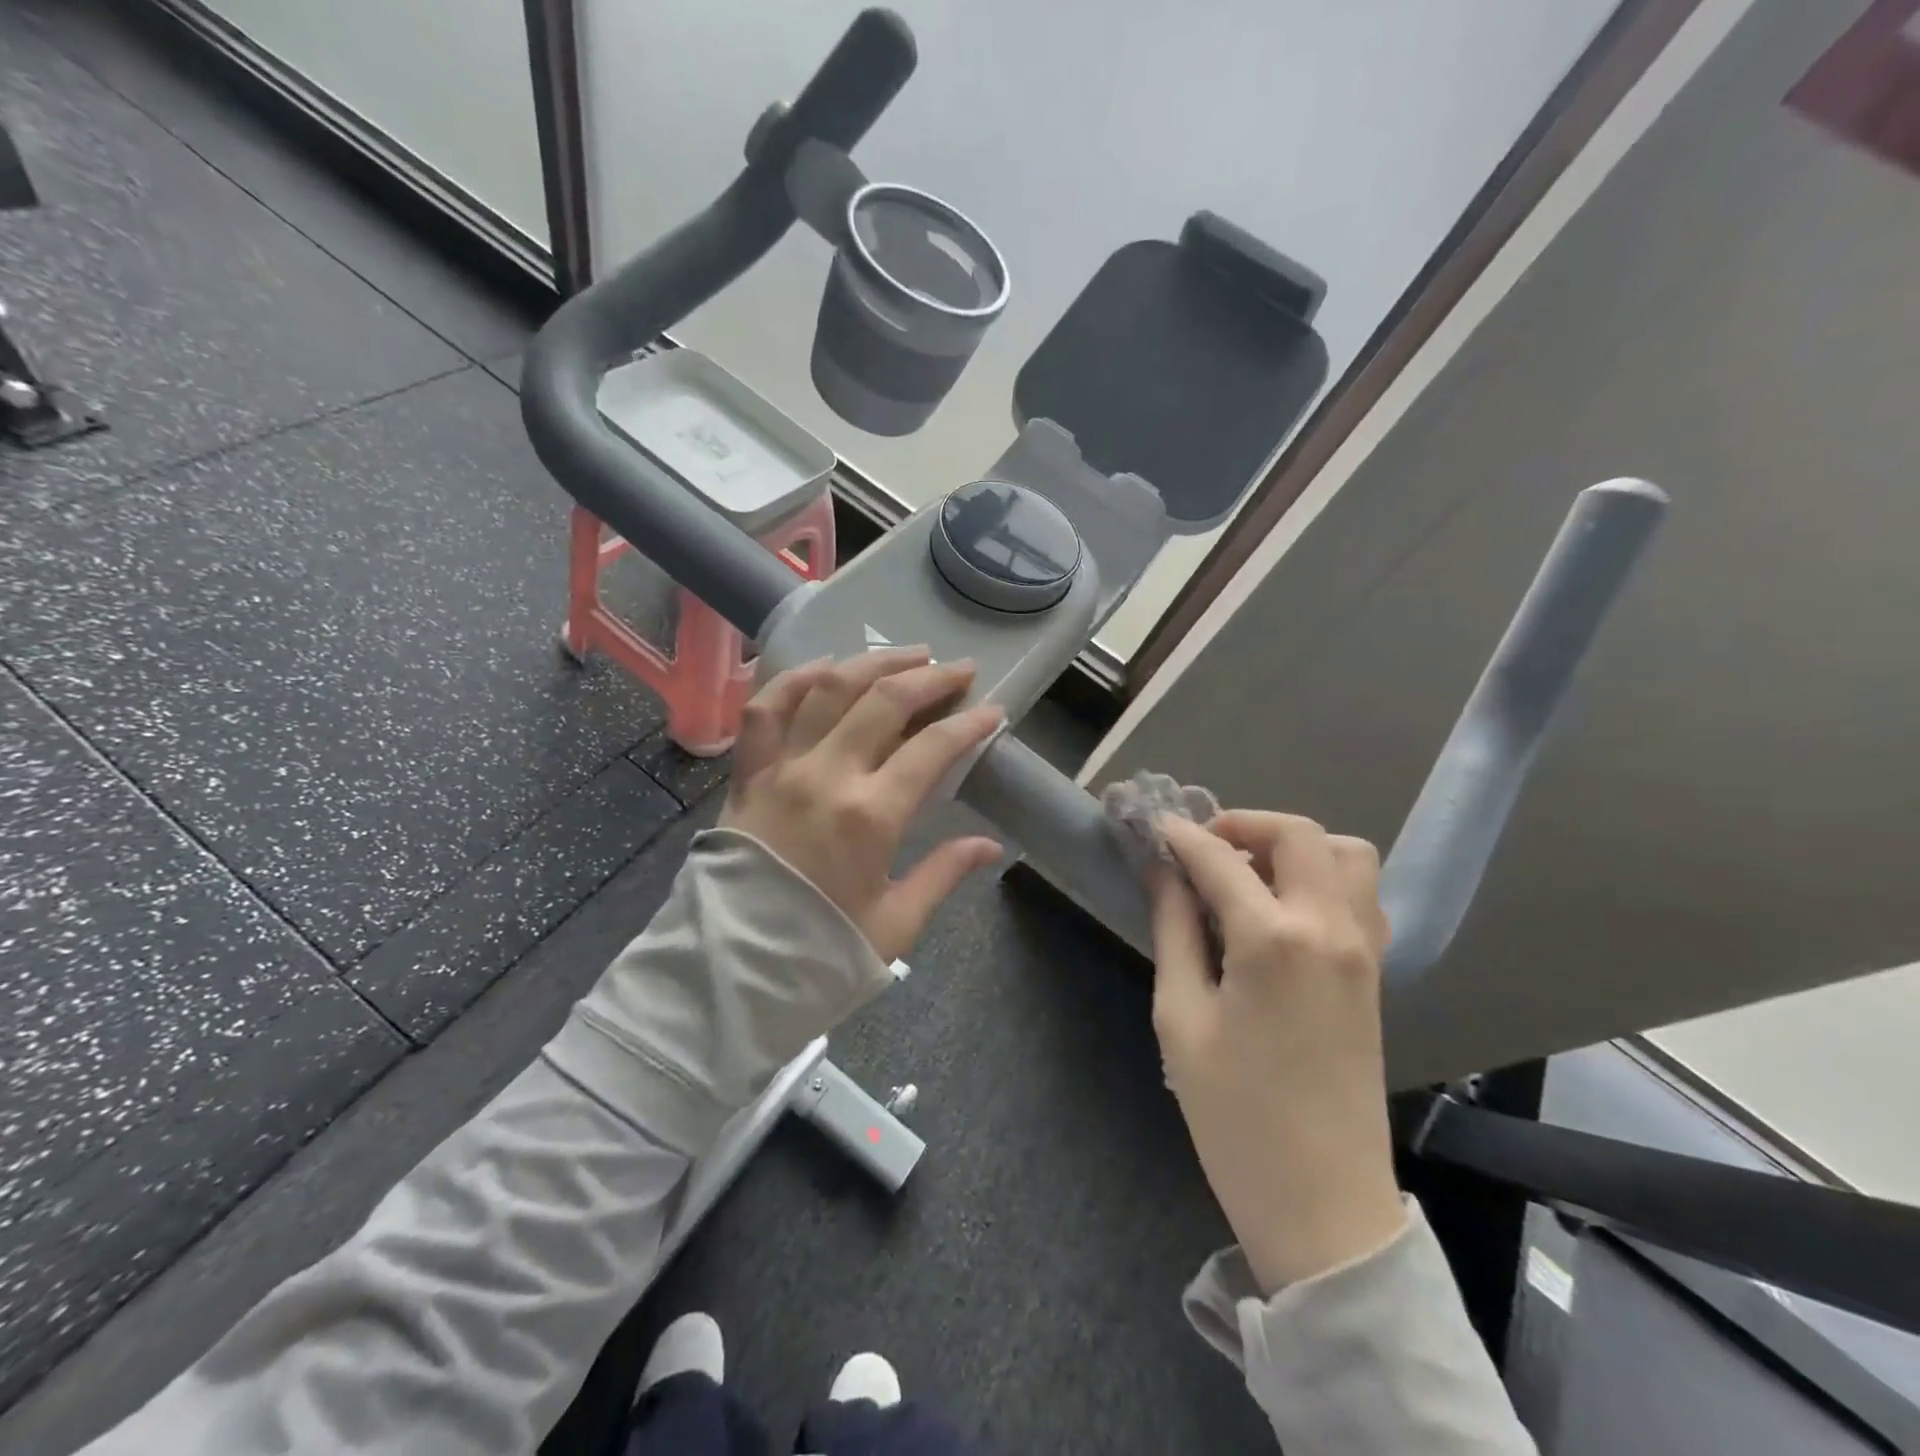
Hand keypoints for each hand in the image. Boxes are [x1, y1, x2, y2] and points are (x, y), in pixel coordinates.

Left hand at [721, 647, 1005, 961]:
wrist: (732, 972)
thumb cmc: (820, 952)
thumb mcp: (896, 923)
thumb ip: (944, 874)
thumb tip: (991, 846)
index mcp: (871, 816)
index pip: (933, 748)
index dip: (969, 724)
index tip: (993, 710)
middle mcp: (827, 776)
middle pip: (885, 702)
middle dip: (930, 678)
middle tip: (958, 669)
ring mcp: (781, 768)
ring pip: (828, 690)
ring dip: (872, 664)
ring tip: (906, 655)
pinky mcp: (747, 774)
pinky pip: (764, 709)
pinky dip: (793, 679)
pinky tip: (824, 667)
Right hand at [1150, 811, 1405, 1292]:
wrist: (1322, 1203)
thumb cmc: (1233, 1114)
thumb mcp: (1182, 1017)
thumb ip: (1174, 930)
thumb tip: (1163, 871)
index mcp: (1273, 939)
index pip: (1219, 858)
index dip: (1180, 836)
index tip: (1151, 826)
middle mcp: (1329, 928)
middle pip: (1298, 834)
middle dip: (1243, 824)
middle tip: (1201, 849)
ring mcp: (1364, 949)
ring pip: (1345, 854)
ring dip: (1293, 846)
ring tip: (1246, 874)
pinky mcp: (1375, 973)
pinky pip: (1360, 894)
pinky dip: (1322, 877)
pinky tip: (1281, 910)